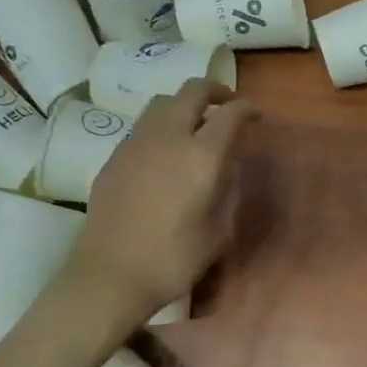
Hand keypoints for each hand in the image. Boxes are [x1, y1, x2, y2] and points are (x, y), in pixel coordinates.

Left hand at [63, 81, 256, 322]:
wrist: (111, 275)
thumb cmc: (174, 259)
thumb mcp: (219, 231)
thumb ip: (229, 191)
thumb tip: (229, 167)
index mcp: (202, 156)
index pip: (231, 114)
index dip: (247, 110)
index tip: (255, 117)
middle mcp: (169, 138)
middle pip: (192, 91)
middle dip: (214, 91)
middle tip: (226, 107)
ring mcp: (136, 143)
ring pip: (162, 102)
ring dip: (184, 105)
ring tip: (194, 125)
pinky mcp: (114, 156)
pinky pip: (143, 126)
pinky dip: (161, 126)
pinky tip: (165, 152)